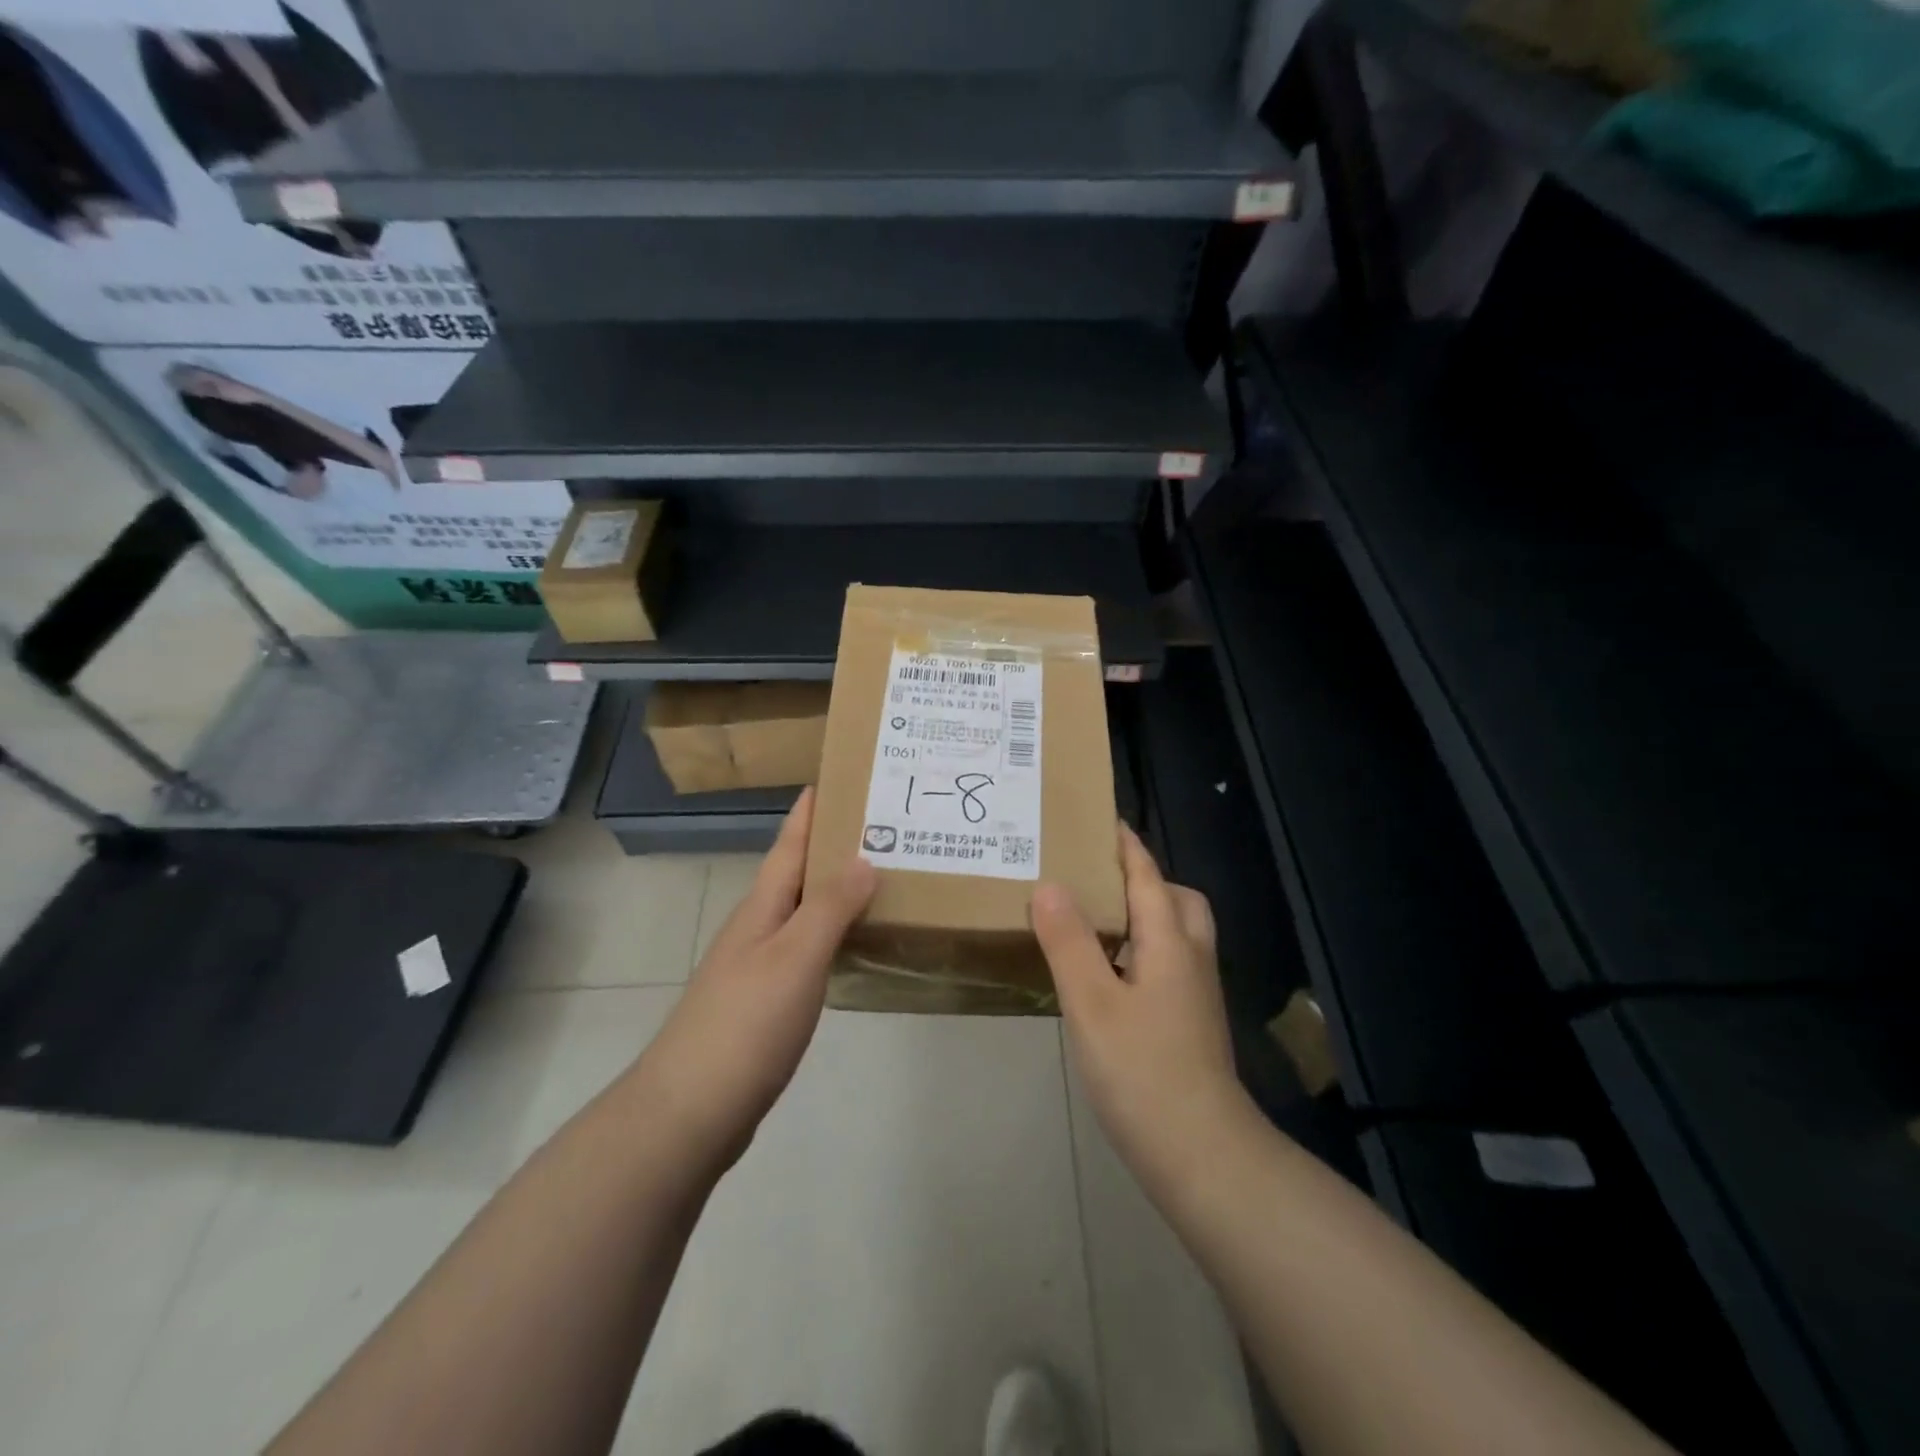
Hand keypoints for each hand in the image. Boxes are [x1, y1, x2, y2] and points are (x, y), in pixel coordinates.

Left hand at [638, 788, 877, 1169]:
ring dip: (836, 890)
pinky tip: (854, 943)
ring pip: (803, 912)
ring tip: (881, 876)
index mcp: (762, 908)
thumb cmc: (745, 1024)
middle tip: (884, 826)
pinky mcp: (766, 1002)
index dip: (811, 811)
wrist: (690, 1110)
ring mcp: (758, 966)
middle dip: (833, 845)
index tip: (838, 776)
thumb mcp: (795, 958)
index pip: (789, 844)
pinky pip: (807, 949)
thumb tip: (863, 858)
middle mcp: (758, 928)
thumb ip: (829, 908)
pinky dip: (833, 934)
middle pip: (797, 874)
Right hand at [1032, 824, 1244, 1188]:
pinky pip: (1169, 966)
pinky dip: (1143, 952)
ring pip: (1177, 936)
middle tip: (1099, 881)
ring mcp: (1196, 996)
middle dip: (1146, 880)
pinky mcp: (1190, 1026)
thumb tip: (1049, 884)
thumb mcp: (1092, 1002)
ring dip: (1145, 916)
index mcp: (1170, 943)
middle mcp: (1191, 960)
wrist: (1201, 1155)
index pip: (1148, 877)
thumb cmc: (1142, 1070)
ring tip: (1096, 924)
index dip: (1127, 847)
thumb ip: (1069, 941)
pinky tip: (1110, 979)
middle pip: (1178, 901)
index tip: (1104, 820)